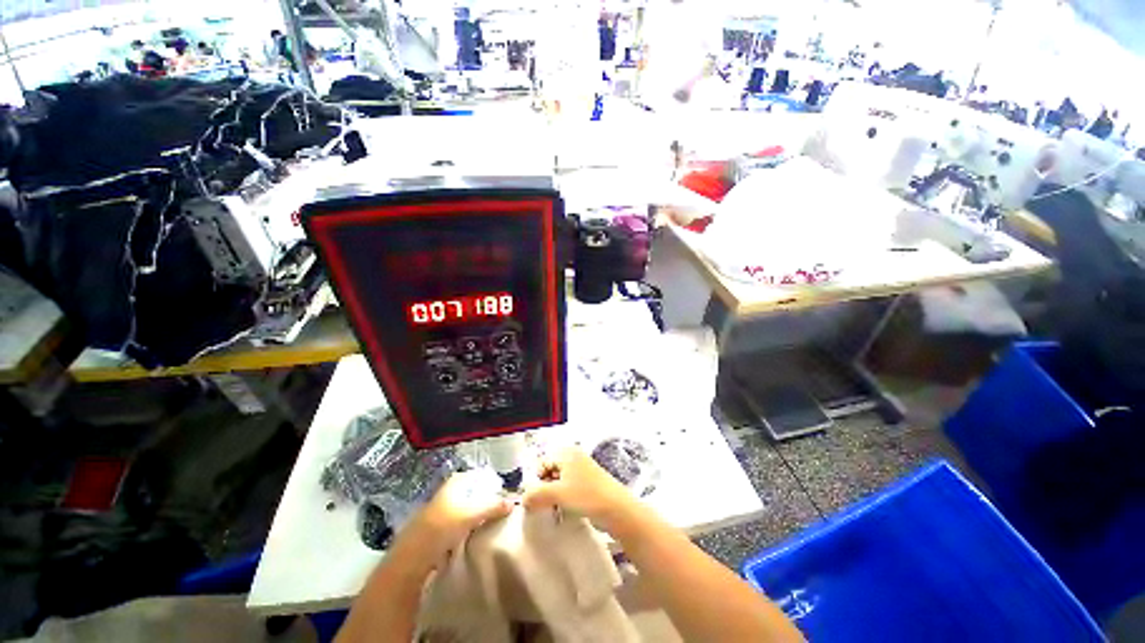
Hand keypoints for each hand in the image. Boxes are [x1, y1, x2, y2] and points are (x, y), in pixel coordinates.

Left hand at [396, 470, 511, 572]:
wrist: (411, 559)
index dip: (483, 480)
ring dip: (467, 516)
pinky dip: (458, 530)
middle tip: (493, 507)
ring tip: (483, 524)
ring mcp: (433, 515)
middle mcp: (441, 496)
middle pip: (463, 493)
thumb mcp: (472, 515)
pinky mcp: (428, 535)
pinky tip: (466, 539)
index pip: (470, 476)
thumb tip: (512, 502)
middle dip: (477, 499)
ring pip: (455, 511)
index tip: (496, 489)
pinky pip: (449, 527)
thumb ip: (492, 507)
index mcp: (451, 486)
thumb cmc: (443, 528)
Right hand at [523, 447, 637, 534]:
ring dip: (554, 495)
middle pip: (550, 471)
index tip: (537, 499)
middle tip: (547, 504)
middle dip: (545, 488)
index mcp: (566, 452)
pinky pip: (569, 486)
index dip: (536, 481)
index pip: (542, 463)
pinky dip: (564, 497)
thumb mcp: (557, 494)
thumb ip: (536, 495)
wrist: (617, 508)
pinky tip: (567, 509)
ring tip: (557, 508)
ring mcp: (582, 469)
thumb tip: (523, 499)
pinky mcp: (588, 481)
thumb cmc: (586, 496)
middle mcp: (573, 456)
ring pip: (559, 480)